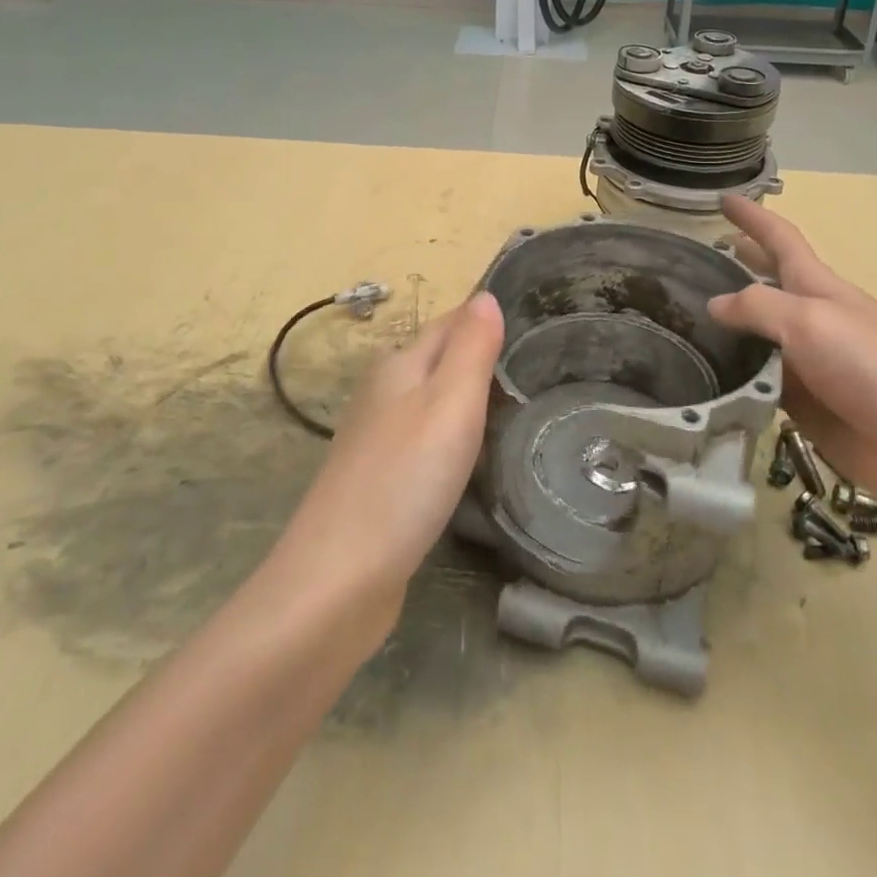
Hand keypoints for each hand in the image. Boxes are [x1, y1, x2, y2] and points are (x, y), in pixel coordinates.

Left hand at [276, 294, 504, 621]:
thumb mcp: (450, 403)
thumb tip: (485, 295)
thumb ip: (471, 348)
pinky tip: (473, 458)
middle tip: (537, 369)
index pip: (450, 324)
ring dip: (468, 400)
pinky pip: (426, 442)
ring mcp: (378, 441)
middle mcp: (384, 394)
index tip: (534, 325)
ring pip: (432, 402)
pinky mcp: (381, 482)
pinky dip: (454, 438)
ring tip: (517, 409)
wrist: (339, 581)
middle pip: (439, 361)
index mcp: (399, 366)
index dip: (485, 320)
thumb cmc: (404, 479)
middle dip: (480, 358)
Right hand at [709, 197, 876, 516]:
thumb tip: (715, 305)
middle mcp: (810, 318)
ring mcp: (806, 361)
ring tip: (686, 318)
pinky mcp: (802, 401)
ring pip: (757, 333)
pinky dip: (733, 372)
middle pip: (768, 281)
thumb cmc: (871, 367)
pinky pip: (757, 379)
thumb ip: (758, 306)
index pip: (780, 239)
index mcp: (818, 287)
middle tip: (699, 257)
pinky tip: (706, 374)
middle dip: (741, 262)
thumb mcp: (810, 322)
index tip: (723, 197)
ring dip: (728, 323)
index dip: (753, 218)